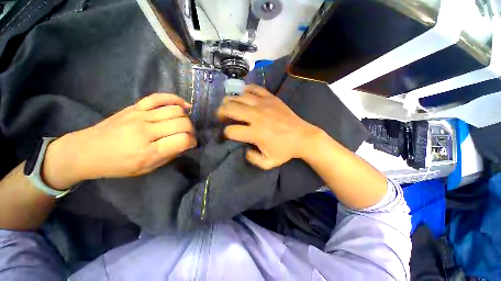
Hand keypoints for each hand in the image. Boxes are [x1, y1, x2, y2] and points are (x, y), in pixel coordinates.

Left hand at [42, 93, 196, 189]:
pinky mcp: (135, 106)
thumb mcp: (147, 168)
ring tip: (184, 123)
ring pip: (175, 110)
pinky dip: (175, 99)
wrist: (86, 151)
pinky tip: (183, 105)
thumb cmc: (117, 165)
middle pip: (183, 123)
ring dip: (186, 118)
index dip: (192, 141)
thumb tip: (185, 143)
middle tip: (188, 135)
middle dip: (191, 130)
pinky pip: (159, 97)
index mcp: (149, 151)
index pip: (183, 140)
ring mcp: (140, 116)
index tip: (191, 144)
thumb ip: (169, 155)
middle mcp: (146, 131)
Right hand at [217, 85, 319, 169]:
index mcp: (255, 133)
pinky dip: (246, 90)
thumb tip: (242, 149)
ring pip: (239, 97)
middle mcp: (256, 116)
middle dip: (220, 113)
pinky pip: (254, 88)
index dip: (225, 133)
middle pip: (230, 109)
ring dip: (229, 101)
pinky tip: (243, 95)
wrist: (303, 137)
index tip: (227, 135)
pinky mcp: (271, 98)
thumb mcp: (268, 163)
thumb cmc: (285, 150)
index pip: (231, 130)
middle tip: (221, 117)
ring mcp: (263, 104)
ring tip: (228, 105)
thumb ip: (252, 159)